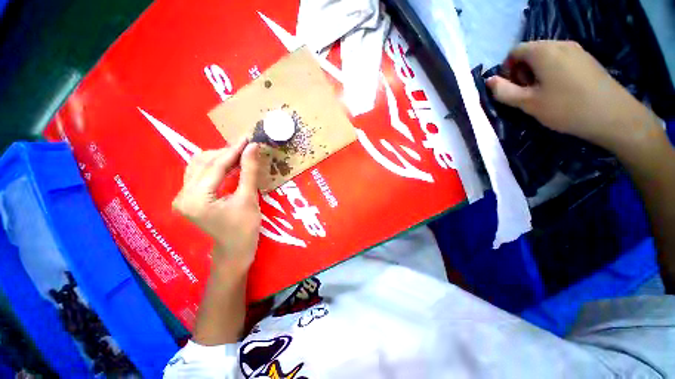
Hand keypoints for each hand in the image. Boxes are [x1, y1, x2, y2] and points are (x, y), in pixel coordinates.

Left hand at [172, 139, 262, 271]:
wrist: (235, 249)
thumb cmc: (245, 228)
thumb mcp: (248, 198)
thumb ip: (249, 171)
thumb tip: (253, 147)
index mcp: (196, 199)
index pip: (215, 166)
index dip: (234, 150)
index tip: (248, 137)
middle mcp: (182, 195)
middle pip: (203, 162)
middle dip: (227, 152)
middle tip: (247, 147)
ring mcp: (183, 196)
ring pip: (199, 165)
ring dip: (220, 158)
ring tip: (240, 155)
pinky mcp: (189, 197)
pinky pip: (200, 174)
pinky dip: (216, 166)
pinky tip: (230, 165)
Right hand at [486, 40, 660, 151]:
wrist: (613, 116)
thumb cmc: (566, 108)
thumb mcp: (528, 103)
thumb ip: (504, 91)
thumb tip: (489, 81)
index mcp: (543, 51)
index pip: (515, 52)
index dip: (507, 70)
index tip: (511, 89)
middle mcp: (560, 44)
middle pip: (531, 52)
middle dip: (522, 71)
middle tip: (526, 93)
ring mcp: (576, 50)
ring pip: (546, 56)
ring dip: (537, 73)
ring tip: (543, 94)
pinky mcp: (587, 59)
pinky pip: (561, 60)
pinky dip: (552, 72)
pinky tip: (559, 90)